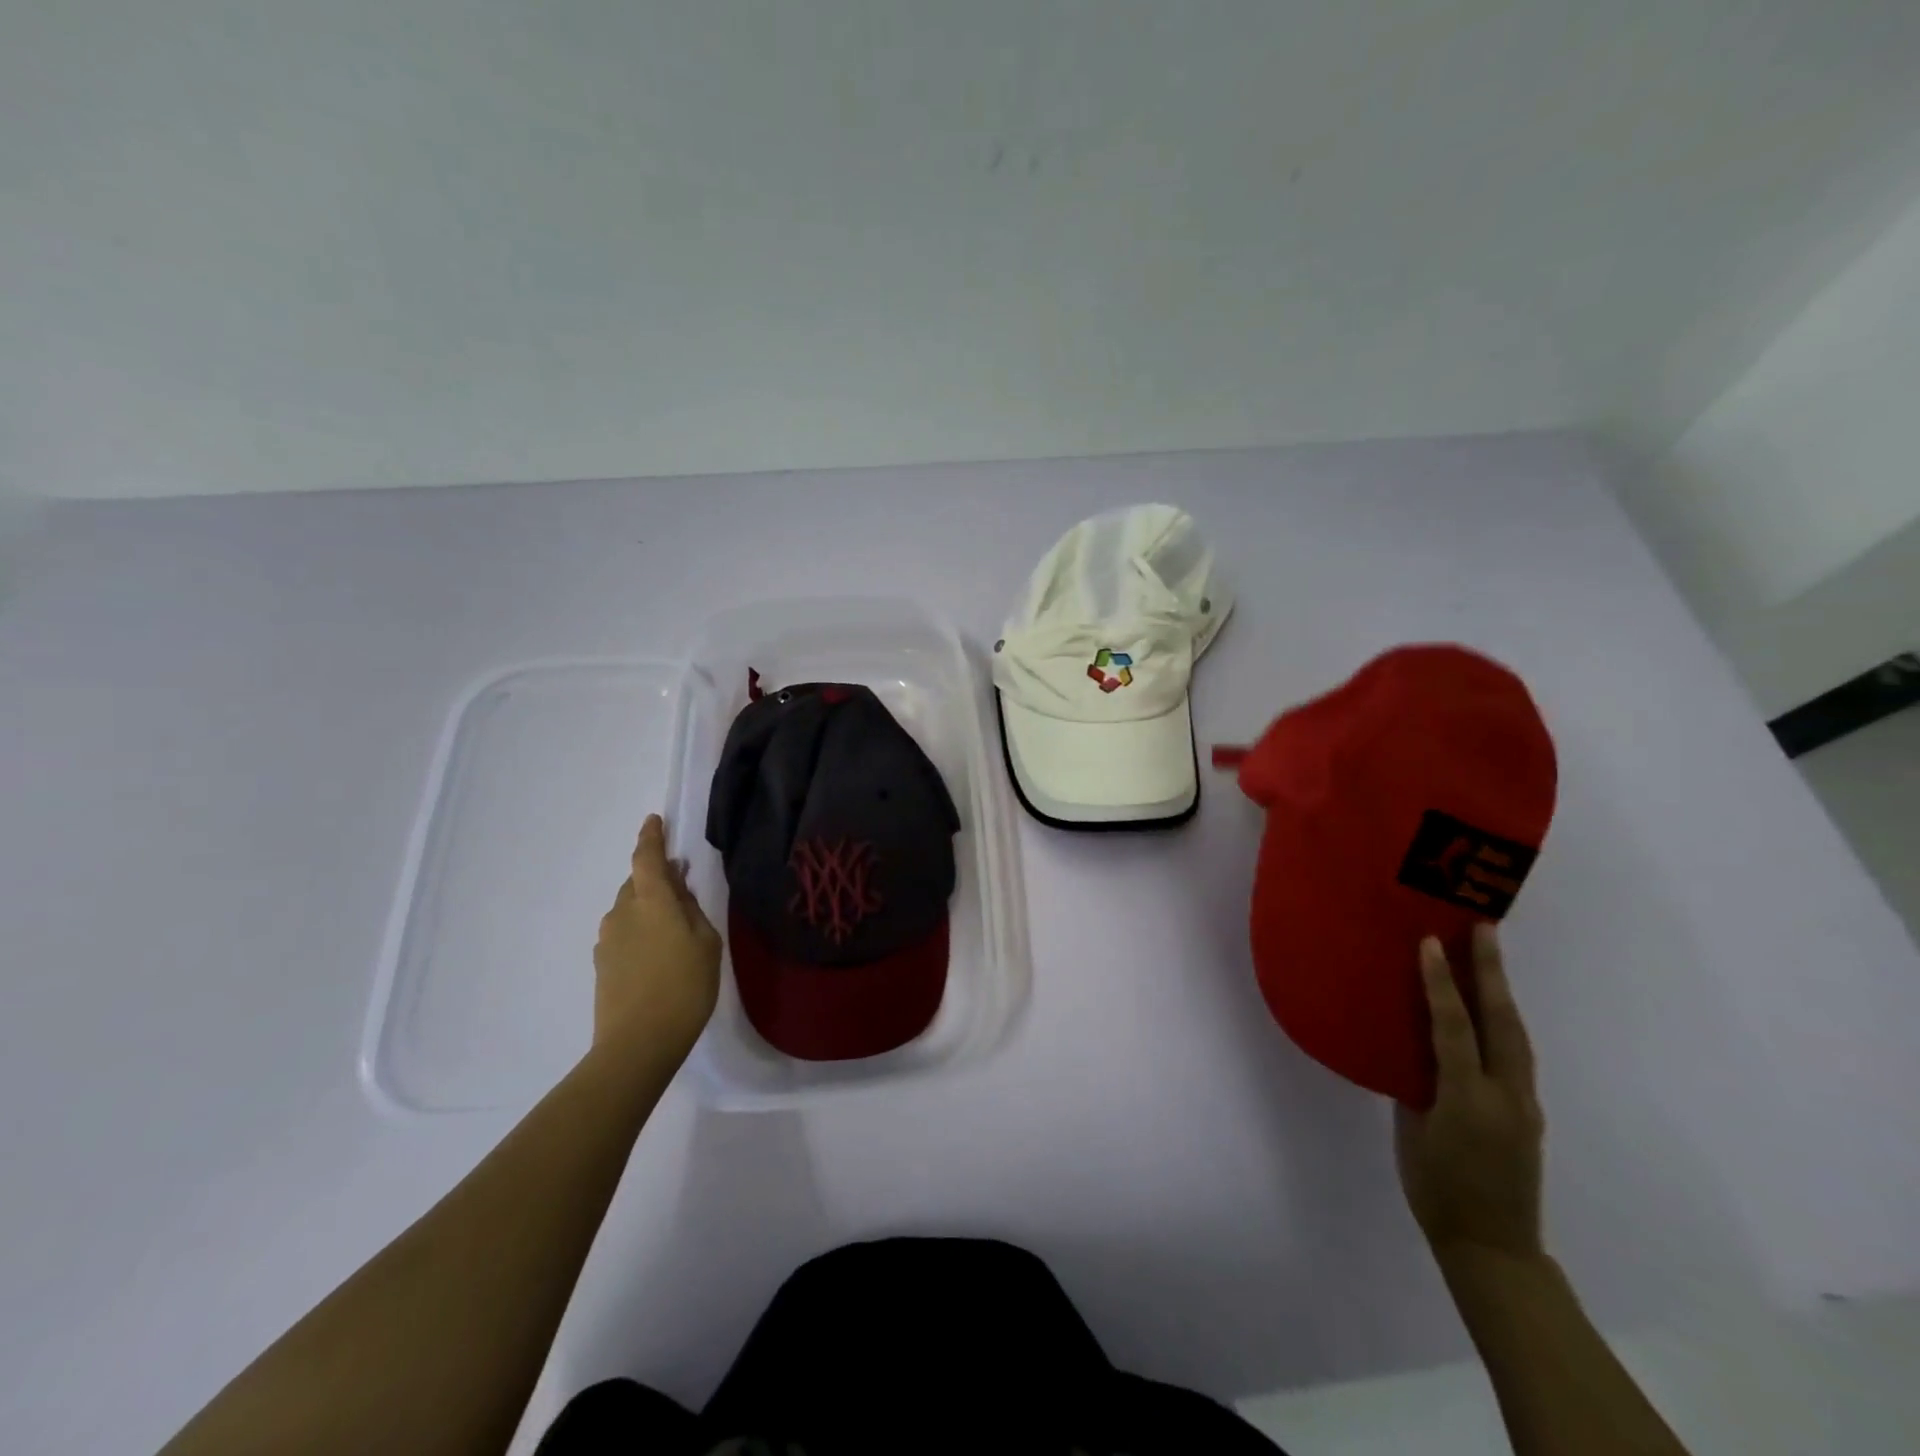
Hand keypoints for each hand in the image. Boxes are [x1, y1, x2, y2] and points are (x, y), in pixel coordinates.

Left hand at [593, 815, 721, 1061]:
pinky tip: (658, 951)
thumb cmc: (684, 987)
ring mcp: (608, 939)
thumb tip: (679, 891)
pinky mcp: (603, 964)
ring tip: (673, 922)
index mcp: (651, 901)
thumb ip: (692, 910)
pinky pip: (624, 932)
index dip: (651, 837)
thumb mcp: (706, 943)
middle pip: (637, 883)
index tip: (654, 821)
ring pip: (629, 908)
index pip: (647, 858)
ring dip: (648, 905)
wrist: (637, 1045)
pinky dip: (640, 929)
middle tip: (680, 881)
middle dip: (656, 876)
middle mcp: (623, 912)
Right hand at [1395, 924, 1544, 1265]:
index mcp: (1467, 1098)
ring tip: (1490, 956)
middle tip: (1484, 928)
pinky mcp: (1528, 1113)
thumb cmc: (1435, 1188)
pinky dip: (1503, 1022)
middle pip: (1502, 1021)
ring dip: (1502, 992)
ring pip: (1517, 1035)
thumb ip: (1417, 1084)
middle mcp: (1504, 1095)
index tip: (1431, 942)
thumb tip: (1413, 1047)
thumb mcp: (1413, 1130)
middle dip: (1492, 973)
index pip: (1453, 1027)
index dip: (1441, 983)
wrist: (1493, 1248)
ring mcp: (1524, 1104)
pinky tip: (1491, 1011)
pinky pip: (1515, 1055)